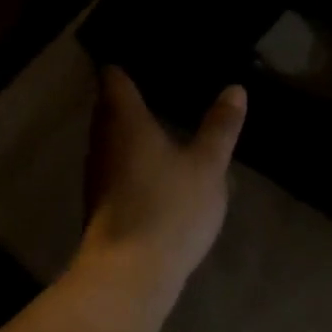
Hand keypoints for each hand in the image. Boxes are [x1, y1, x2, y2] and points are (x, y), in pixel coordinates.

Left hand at [76, 68, 246, 297]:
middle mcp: (102, 141)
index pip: (114, 78)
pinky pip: (115, 165)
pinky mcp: (100, 203)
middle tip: (160, 83)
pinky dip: (131, 157)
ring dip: (130, 129)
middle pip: (108, 107)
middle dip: (128, 96)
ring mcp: (97, 175)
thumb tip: (234, 88)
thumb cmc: (169, 208)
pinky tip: (156, 165)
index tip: (145, 57)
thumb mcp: (207, 165)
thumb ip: (220, 127)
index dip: (125, 65)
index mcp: (124, 121)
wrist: (129, 275)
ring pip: (110, 138)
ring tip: (161, 120)